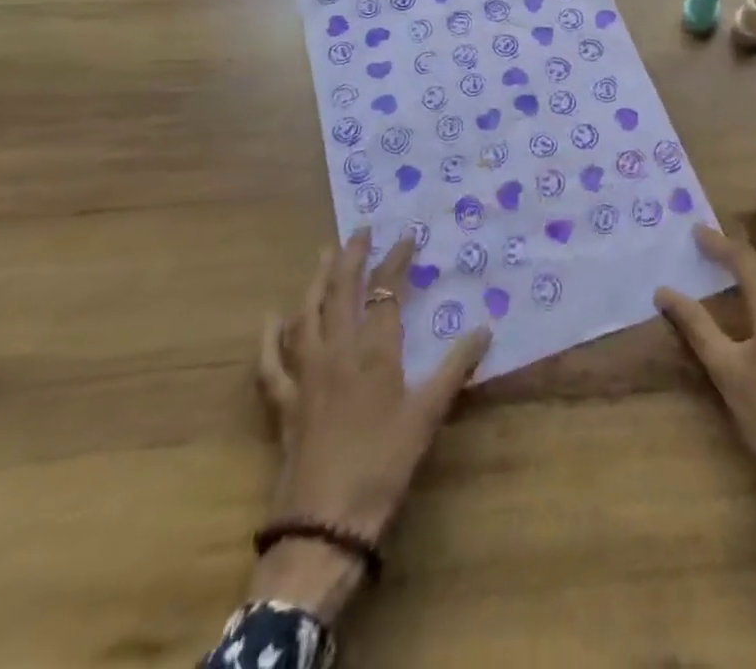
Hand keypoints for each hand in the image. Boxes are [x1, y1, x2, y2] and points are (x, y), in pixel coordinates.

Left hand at [250, 230, 489, 617]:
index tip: (407, 237)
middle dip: (352, 257)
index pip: (385, 292)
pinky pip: (270, 363)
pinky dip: (269, 338)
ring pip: (307, 315)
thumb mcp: (428, 415)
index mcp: (374, 351)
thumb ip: (456, 368)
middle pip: (342, 292)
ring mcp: (305, 374)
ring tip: (323, 255)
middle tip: (360, 231)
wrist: (325, 524)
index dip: (396, 261)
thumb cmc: (384, 465)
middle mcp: (337, 351)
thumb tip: (486, 329)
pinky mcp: (283, 402)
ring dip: (315, 281)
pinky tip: (270, 318)